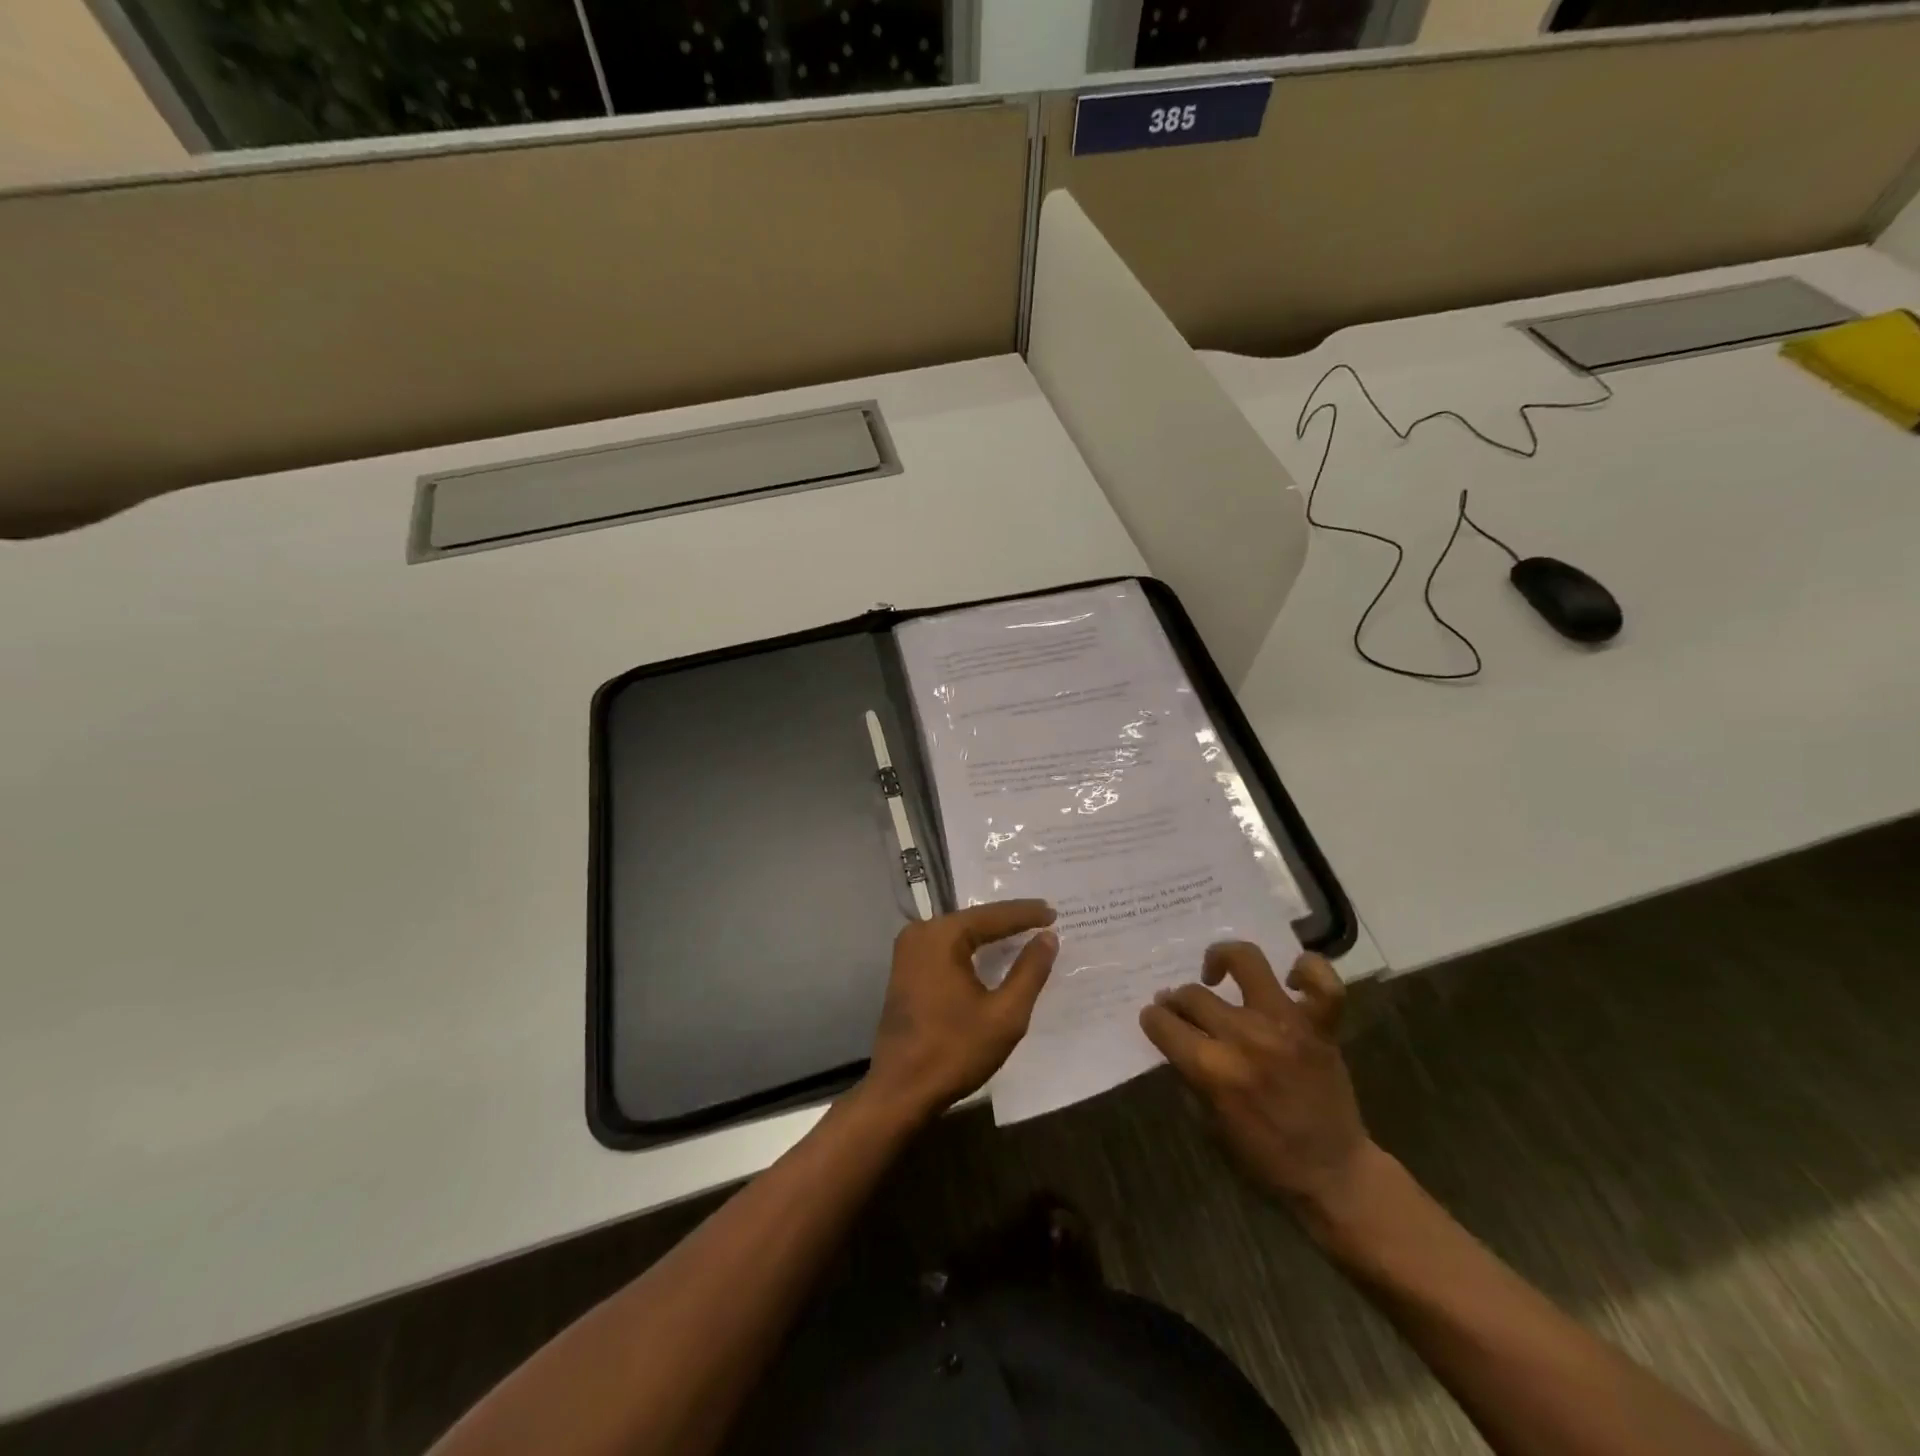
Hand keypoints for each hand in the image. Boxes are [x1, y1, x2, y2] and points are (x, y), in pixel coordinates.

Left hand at [864, 901, 1058, 1121]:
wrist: (900, 1090)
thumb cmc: (954, 1051)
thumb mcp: (1004, 1014)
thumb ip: (1029, 972)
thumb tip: (1048, 937)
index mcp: (941, 936)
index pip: (992, 916)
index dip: (1026, 914)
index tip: (1054, 912)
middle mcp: (920, 933)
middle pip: (974, 920)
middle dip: (1009, 920)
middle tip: (1044, 917)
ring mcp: (908, 950)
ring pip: (959, 933)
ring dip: (990, 934)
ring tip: (1025, 929)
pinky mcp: (905, 968)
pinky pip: (945, 948)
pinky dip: (971, 948)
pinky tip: (992, 952)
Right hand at [1140, 942, 1374, 1226]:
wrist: (1335, 1174)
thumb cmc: (1265, 1157)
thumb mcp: (1209, 1122)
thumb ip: (1190, 1073)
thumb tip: (1175, 1035)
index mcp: (1213, 1069)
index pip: (1163, 1023)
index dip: (1152, 1020)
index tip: (1154, 1021)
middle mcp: (1246, 1037)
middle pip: (1193, 994)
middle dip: (1177, 1000)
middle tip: (1180, 1009)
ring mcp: (1286, 1024)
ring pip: (1246, 961)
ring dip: (1222, 960)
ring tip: (1217, 973)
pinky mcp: (1321, 1026)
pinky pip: (1323, 983)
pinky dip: (1307, 969)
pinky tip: (1288, 978)